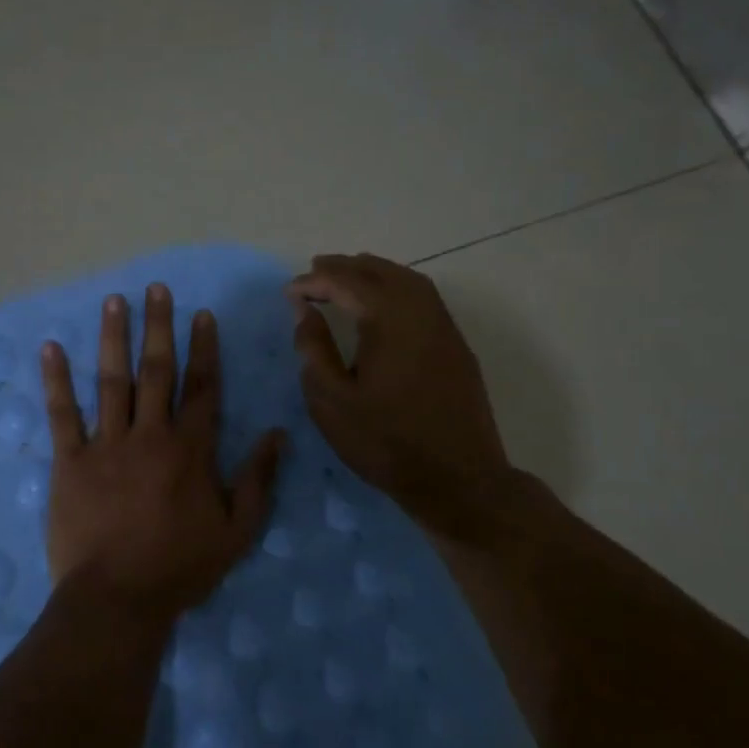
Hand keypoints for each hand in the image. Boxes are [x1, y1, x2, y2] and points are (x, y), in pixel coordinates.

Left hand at [41, 283, 286, 622]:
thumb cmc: (180, 568)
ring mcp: (107, 444)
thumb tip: (277, 434)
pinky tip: (51, 349)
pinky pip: (63, 414)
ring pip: (112, 381)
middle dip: (158, 327)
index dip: (204, 348)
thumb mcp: (237, 531)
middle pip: (157, 371)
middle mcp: (150, 434)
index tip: (201, 315)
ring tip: (114, 301)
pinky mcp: (70, 461)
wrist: (118, 599)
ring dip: (113, 338)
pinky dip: (56, 380)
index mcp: (191, 450)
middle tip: (156, 289)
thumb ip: (258, 479)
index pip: (202, 387)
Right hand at [288, 253, 514, 539]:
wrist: (459, 480)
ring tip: (347, 278)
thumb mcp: (332, 401)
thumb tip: (304, 310)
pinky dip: (398, 288)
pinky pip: (426, 300)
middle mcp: (422, 313)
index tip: (290, 292)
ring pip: (409, 281)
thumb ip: (313, 349)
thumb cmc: (385, 443)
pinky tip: (383, 305)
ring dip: (375, 273)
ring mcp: (445, 329)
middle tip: (315, 270)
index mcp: (390, 321)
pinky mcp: (457, 347)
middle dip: (346, 267)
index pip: (347, 283)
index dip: (315, 282)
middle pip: (381, 272)